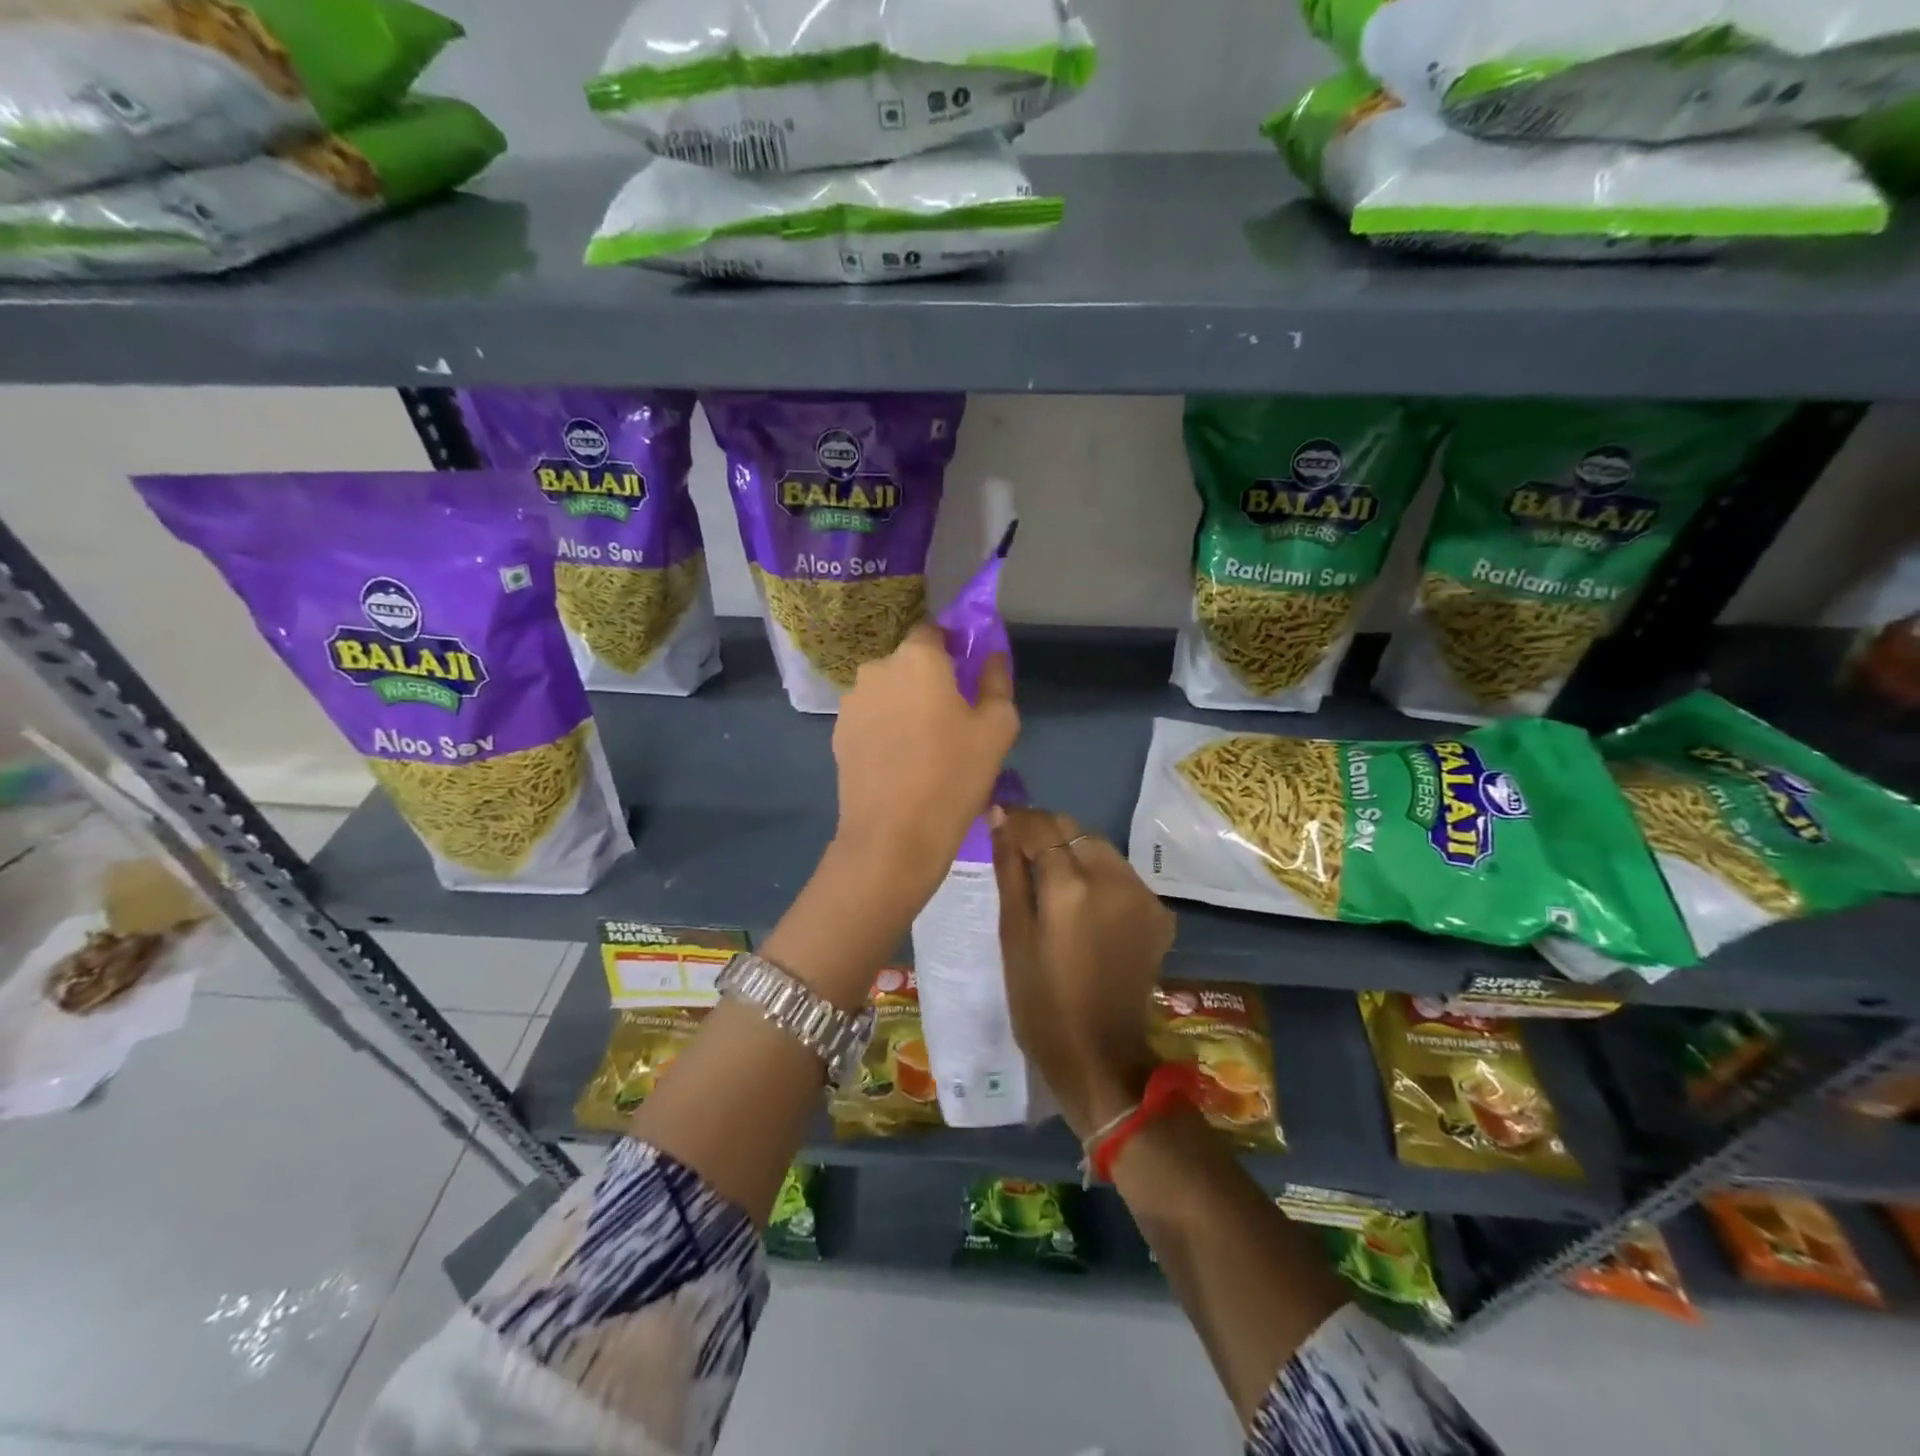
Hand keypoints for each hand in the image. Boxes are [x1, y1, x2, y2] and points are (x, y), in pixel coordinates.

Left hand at [831, 623, 1017, 901]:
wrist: (893, 836)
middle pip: (908, 664)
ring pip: (886, 692)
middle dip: (928, 681)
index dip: (952, 648)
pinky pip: (869, 719)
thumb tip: (991, 656)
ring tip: (923, 747)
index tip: (967, 676)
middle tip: (951, 719)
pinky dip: (884, 729)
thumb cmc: (954, 776)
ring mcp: (852, 703)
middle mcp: (877, 669)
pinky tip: (899, 763)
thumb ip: (996, 682)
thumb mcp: (997, 729)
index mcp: (918, 659)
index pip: (934, 632)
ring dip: (903, 706)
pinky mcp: (837, 734)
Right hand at [991, 807, 1175, 1138]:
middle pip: (1073, 829)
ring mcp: (1142, 895)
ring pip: (1099, 846)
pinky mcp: (1158, 912)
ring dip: (1073, 850)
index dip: (1017, 820)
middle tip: (1020, 852)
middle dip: (1045, 832)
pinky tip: (1083, 903)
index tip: (999, 821)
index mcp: (1070, 887)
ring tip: (1050, 878)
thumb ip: (1009, 870)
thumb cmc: (1040, 1003)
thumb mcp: (1013, 936)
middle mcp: (1113, 879)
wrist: (1100, 1057)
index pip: (1040, 826)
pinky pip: (1121, 874)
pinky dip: (1098, 875)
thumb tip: (999, 818)